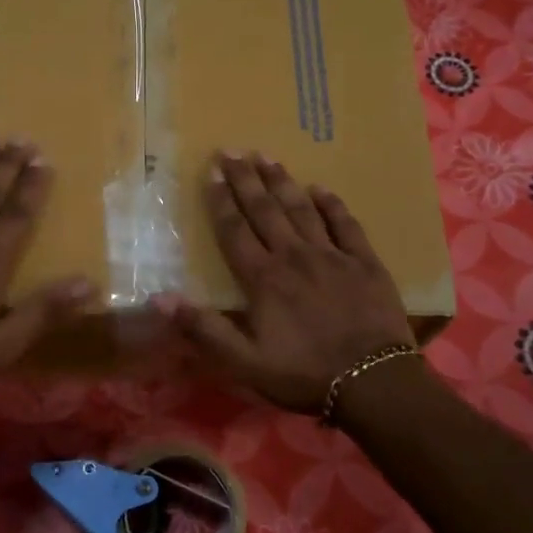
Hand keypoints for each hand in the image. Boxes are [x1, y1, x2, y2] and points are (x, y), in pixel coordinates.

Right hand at [157, 152, 414, 411]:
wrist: (373, 381)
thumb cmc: (303, 373)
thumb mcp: (244, 362)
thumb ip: (204, 329)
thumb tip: (159, 299)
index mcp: (263, 279)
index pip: (235, 231)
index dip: (221, 201)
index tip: (211, 172)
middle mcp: (294, 256)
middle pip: (265, 210)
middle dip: (246, 179)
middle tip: (233, 150)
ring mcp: (332, 256)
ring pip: (302, 209)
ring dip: (282, 182)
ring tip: (267, 157)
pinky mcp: (365, 263)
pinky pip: (346, 224)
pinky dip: (331, 205)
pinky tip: (321, 189)